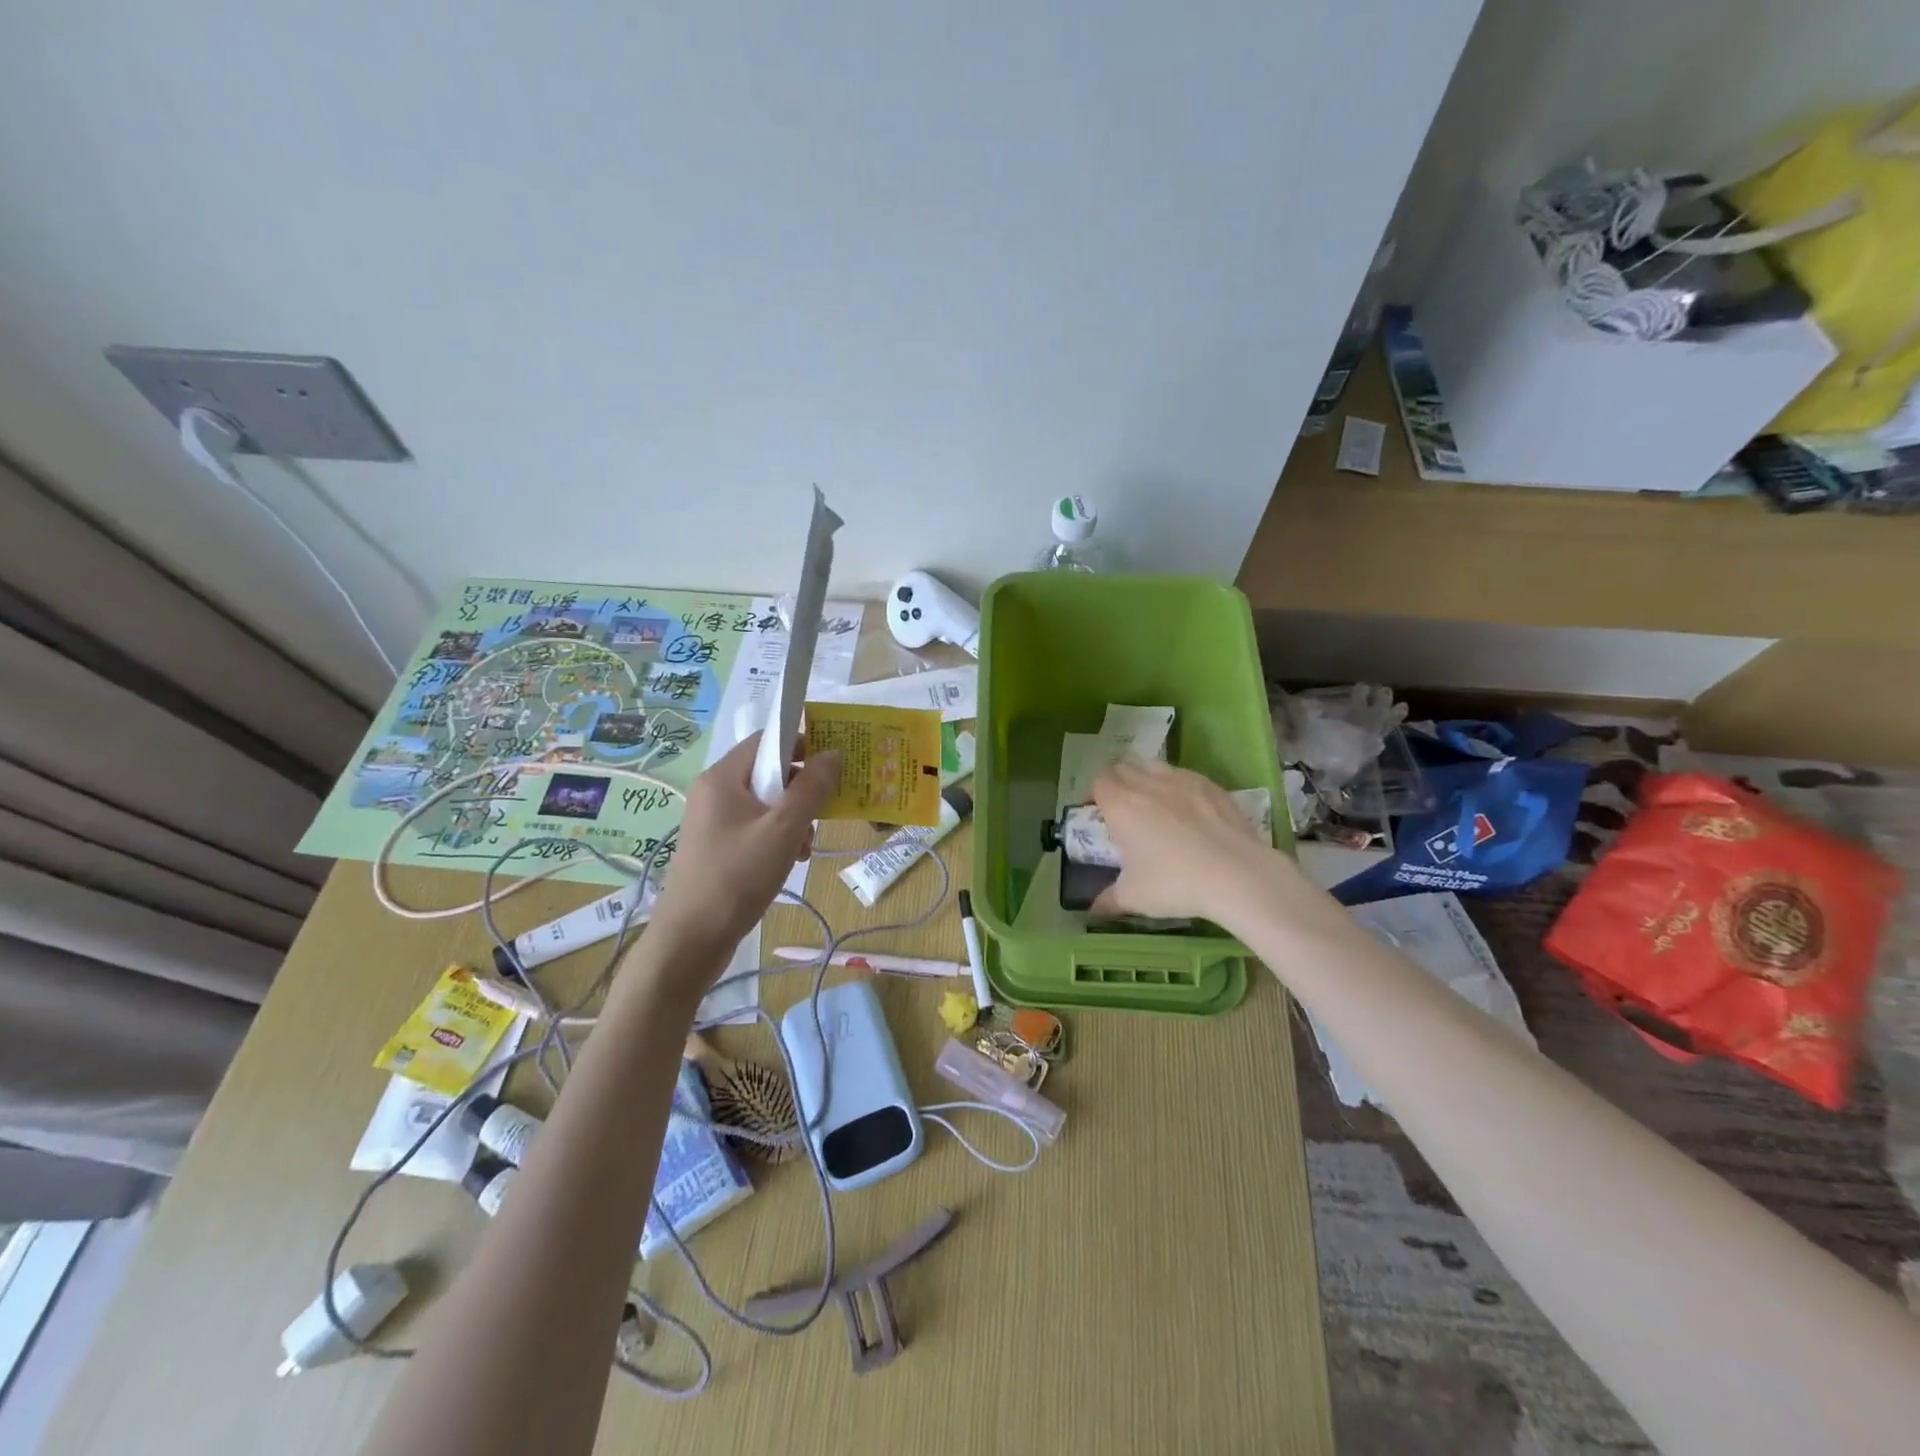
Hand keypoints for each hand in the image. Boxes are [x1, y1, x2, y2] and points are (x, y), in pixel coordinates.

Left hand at [637, 734, 840, 990]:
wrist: (691, 940)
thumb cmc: (737, 877)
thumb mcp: (783, 830)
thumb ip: (811, 789)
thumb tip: (834, 754)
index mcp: (722, 778)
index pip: (767, 740)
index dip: (802, 744)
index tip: (832, 766)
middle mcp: (714, 791)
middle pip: (769, 771)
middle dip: (801, 790)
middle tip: (823, 814)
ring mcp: (714, 820)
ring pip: (767, 802)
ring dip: (794, 818)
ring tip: (805, 846)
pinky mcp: (718, 845)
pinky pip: (756, 826)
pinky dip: (778, 836)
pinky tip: (791, 860)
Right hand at [1087, 758, 1276, 922]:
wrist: (1236, 875)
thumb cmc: (1174, 883)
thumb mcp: (1134, 898)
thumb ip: (1108, 900)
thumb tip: (1093, 911)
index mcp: (1120, 805)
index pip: (1099, 781)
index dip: (1094, 794)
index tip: (1097, 814)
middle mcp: (1147, 784)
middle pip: (1124, 767)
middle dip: (1118, 783)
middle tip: (1123, 810)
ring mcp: (1182, 780)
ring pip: (1154, 766)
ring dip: (1147, 779)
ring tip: (1155, 806)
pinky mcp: (1211, 786)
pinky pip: (1185, 776)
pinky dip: (1179, 788)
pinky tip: (1190, 813)